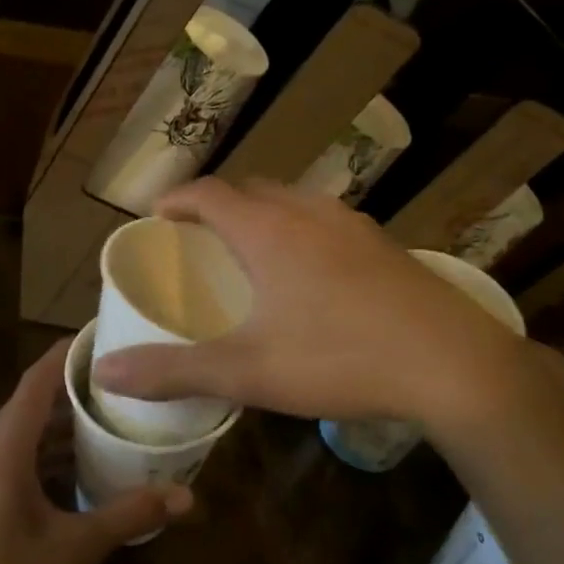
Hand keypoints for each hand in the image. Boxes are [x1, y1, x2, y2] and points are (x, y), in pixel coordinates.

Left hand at [0, 339, 190, 563]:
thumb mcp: (76, 549)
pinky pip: (7, 456)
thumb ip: (130, 515)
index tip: (101, 337)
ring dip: (57, 426)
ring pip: (17, 432)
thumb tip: (188, 498)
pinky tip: (75, 465)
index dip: (66, 355)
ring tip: (107, 418)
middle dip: (71, 392)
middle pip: (27, 404)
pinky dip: (40, 453)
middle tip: (120, 382)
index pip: (35, 382)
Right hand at [90, 178, 537, 436]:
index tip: (157, 216)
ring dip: (263, 215)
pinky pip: (327, 221)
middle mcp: (309, 214)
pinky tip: (311, 275)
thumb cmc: (340, 359)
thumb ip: (174, 371)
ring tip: (250, 251)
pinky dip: (300, 231)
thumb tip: (106, 373)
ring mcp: (354, 226)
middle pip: (252, 189)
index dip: (177, 199)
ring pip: (294, 202)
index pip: (209, 193)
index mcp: (269, 231)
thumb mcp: (248, 372)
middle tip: (199, 238)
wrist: (456, 366)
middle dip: (218, 205)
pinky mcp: (386, 246)